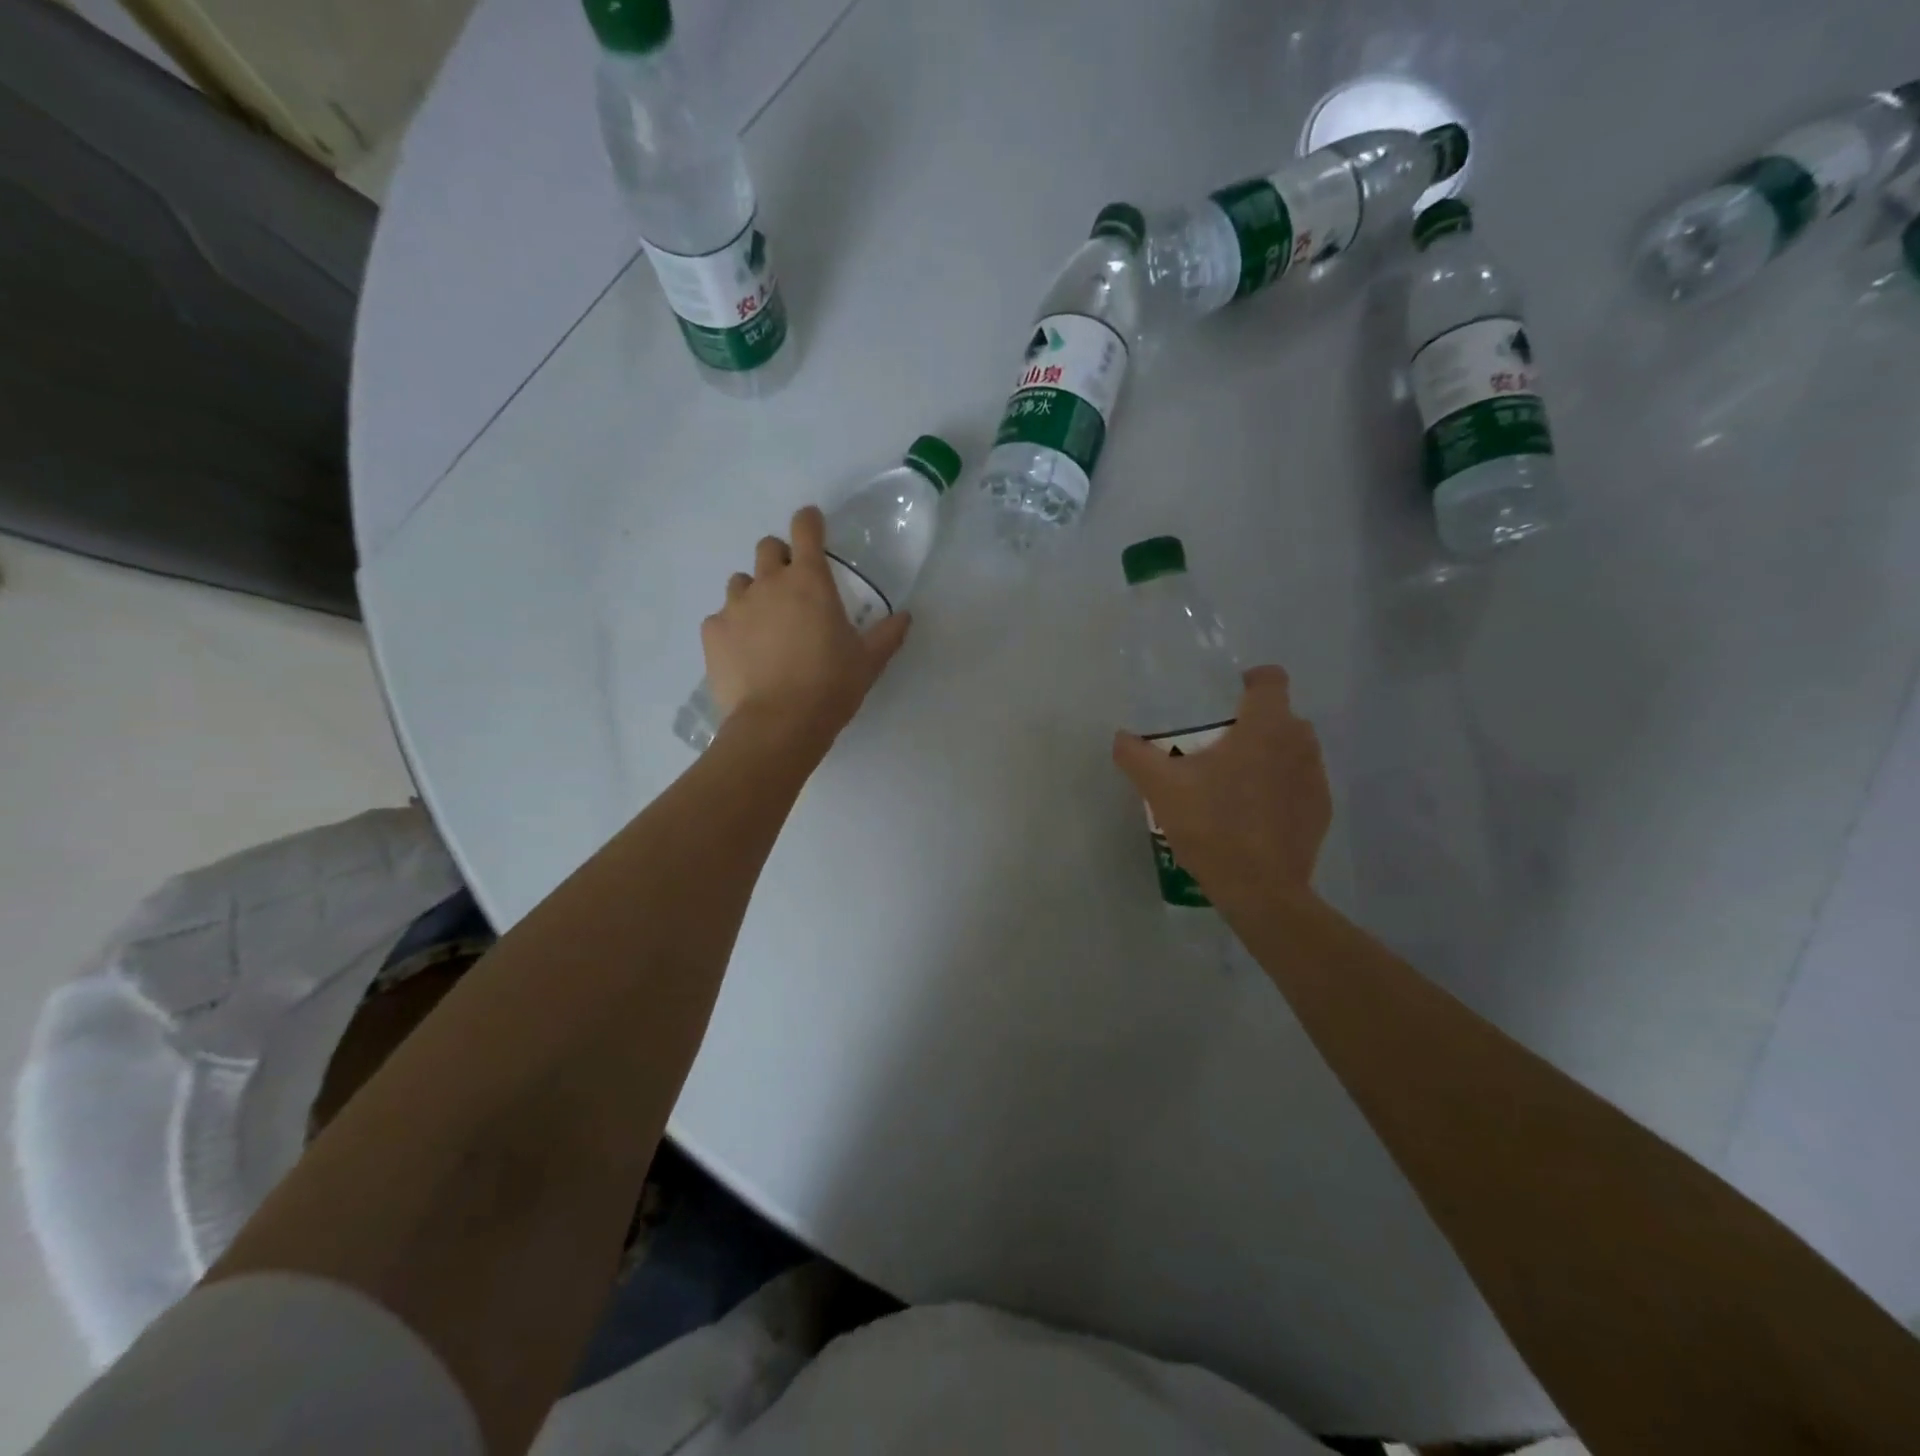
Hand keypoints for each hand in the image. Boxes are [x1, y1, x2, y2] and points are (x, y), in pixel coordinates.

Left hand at [701, 506, 911, 748]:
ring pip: (740, 583)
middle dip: (779, 559)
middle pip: (767, 548)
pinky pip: (720, 619)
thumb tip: (906, 617)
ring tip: (765, 626)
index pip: (806, 529)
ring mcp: (734, 606)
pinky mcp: (712, 633)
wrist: (778, 724)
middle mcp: (768, 583)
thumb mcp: (868, 662)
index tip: (813, 524)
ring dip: (754, 594)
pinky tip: (744, 654)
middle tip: (792, 589)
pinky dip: (732, 628)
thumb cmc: (831, 686)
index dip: (810, 521)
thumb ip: (887, 634)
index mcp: (809, 581)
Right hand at [1111, 666, 1330, 911]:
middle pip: (1280, 716)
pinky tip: (1252, 816)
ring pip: (1292, 751)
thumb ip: (1136, 755)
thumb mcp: (1161, 788)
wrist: (1260, 890)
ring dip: (1268, 756)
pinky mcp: (1321, 811)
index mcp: (1266, 726)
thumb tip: (1120, 737)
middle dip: (1252, 724)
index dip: (1248, 681)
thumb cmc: (1212, 825)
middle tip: (1215, 748)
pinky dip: (1279, 789)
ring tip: (1232, 783)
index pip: (1270, 679)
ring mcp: (1316, 778)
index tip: (1223, 699)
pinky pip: (1299, 784)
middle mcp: (1300, 743)